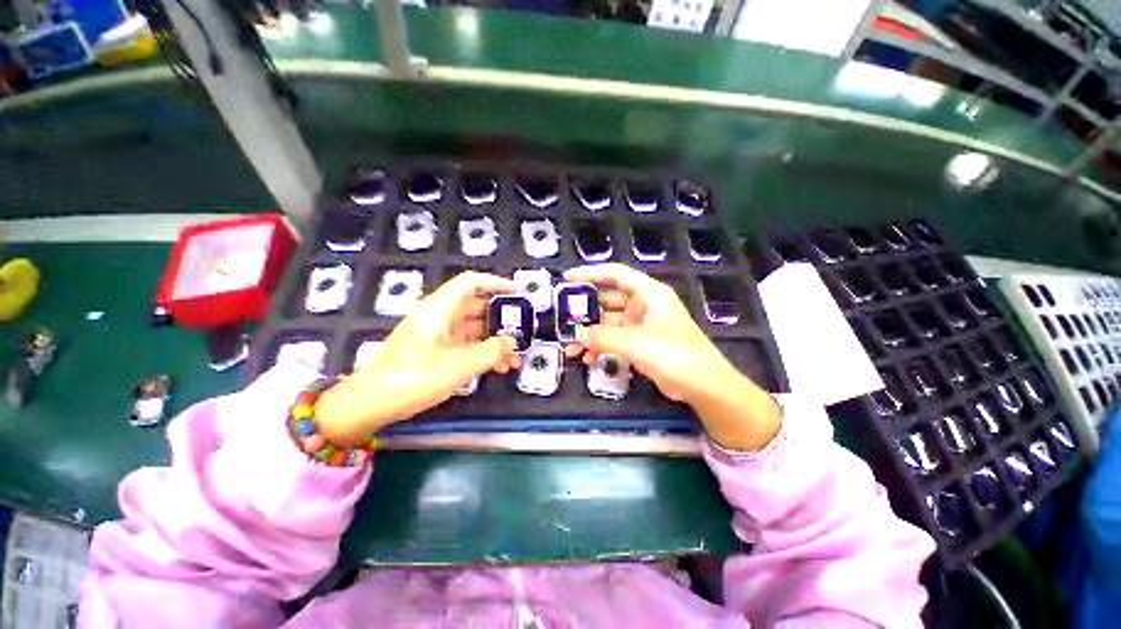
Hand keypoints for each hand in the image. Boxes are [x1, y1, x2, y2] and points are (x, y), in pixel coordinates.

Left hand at [314, 271, 519, 444]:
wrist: (369, 404)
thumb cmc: (411, 378)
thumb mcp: (457, 366)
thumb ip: (491, 352)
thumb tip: (511, 343)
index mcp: (439, 310)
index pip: (471, 283)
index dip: (497, 283)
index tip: (518, 293)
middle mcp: (439, 317)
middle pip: (477, 307)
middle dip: (502, 320)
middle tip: (522, 331)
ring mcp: (438, 335)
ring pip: (474, 330)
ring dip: (495, 341)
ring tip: (514, 358)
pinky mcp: (436, 352)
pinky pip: (466, 345)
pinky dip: (483, 353)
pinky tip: (498, 368)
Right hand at [563, 264, 780, 450]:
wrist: (703, 385)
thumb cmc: (673, 354)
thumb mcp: (635, 342)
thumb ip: (603, 337)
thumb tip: (577, 335)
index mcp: (649, 293)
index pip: (615, 274)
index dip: (590, 273)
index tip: (567, 279)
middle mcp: (644, 305)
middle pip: (608, 299)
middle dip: (586, 311)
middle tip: (563, 319)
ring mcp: (642, 325)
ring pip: (609, 323)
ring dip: (590, 334)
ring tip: (571, 347)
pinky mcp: (641, 343)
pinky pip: (615, 339)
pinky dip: (601, 346)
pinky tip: (587, 359)